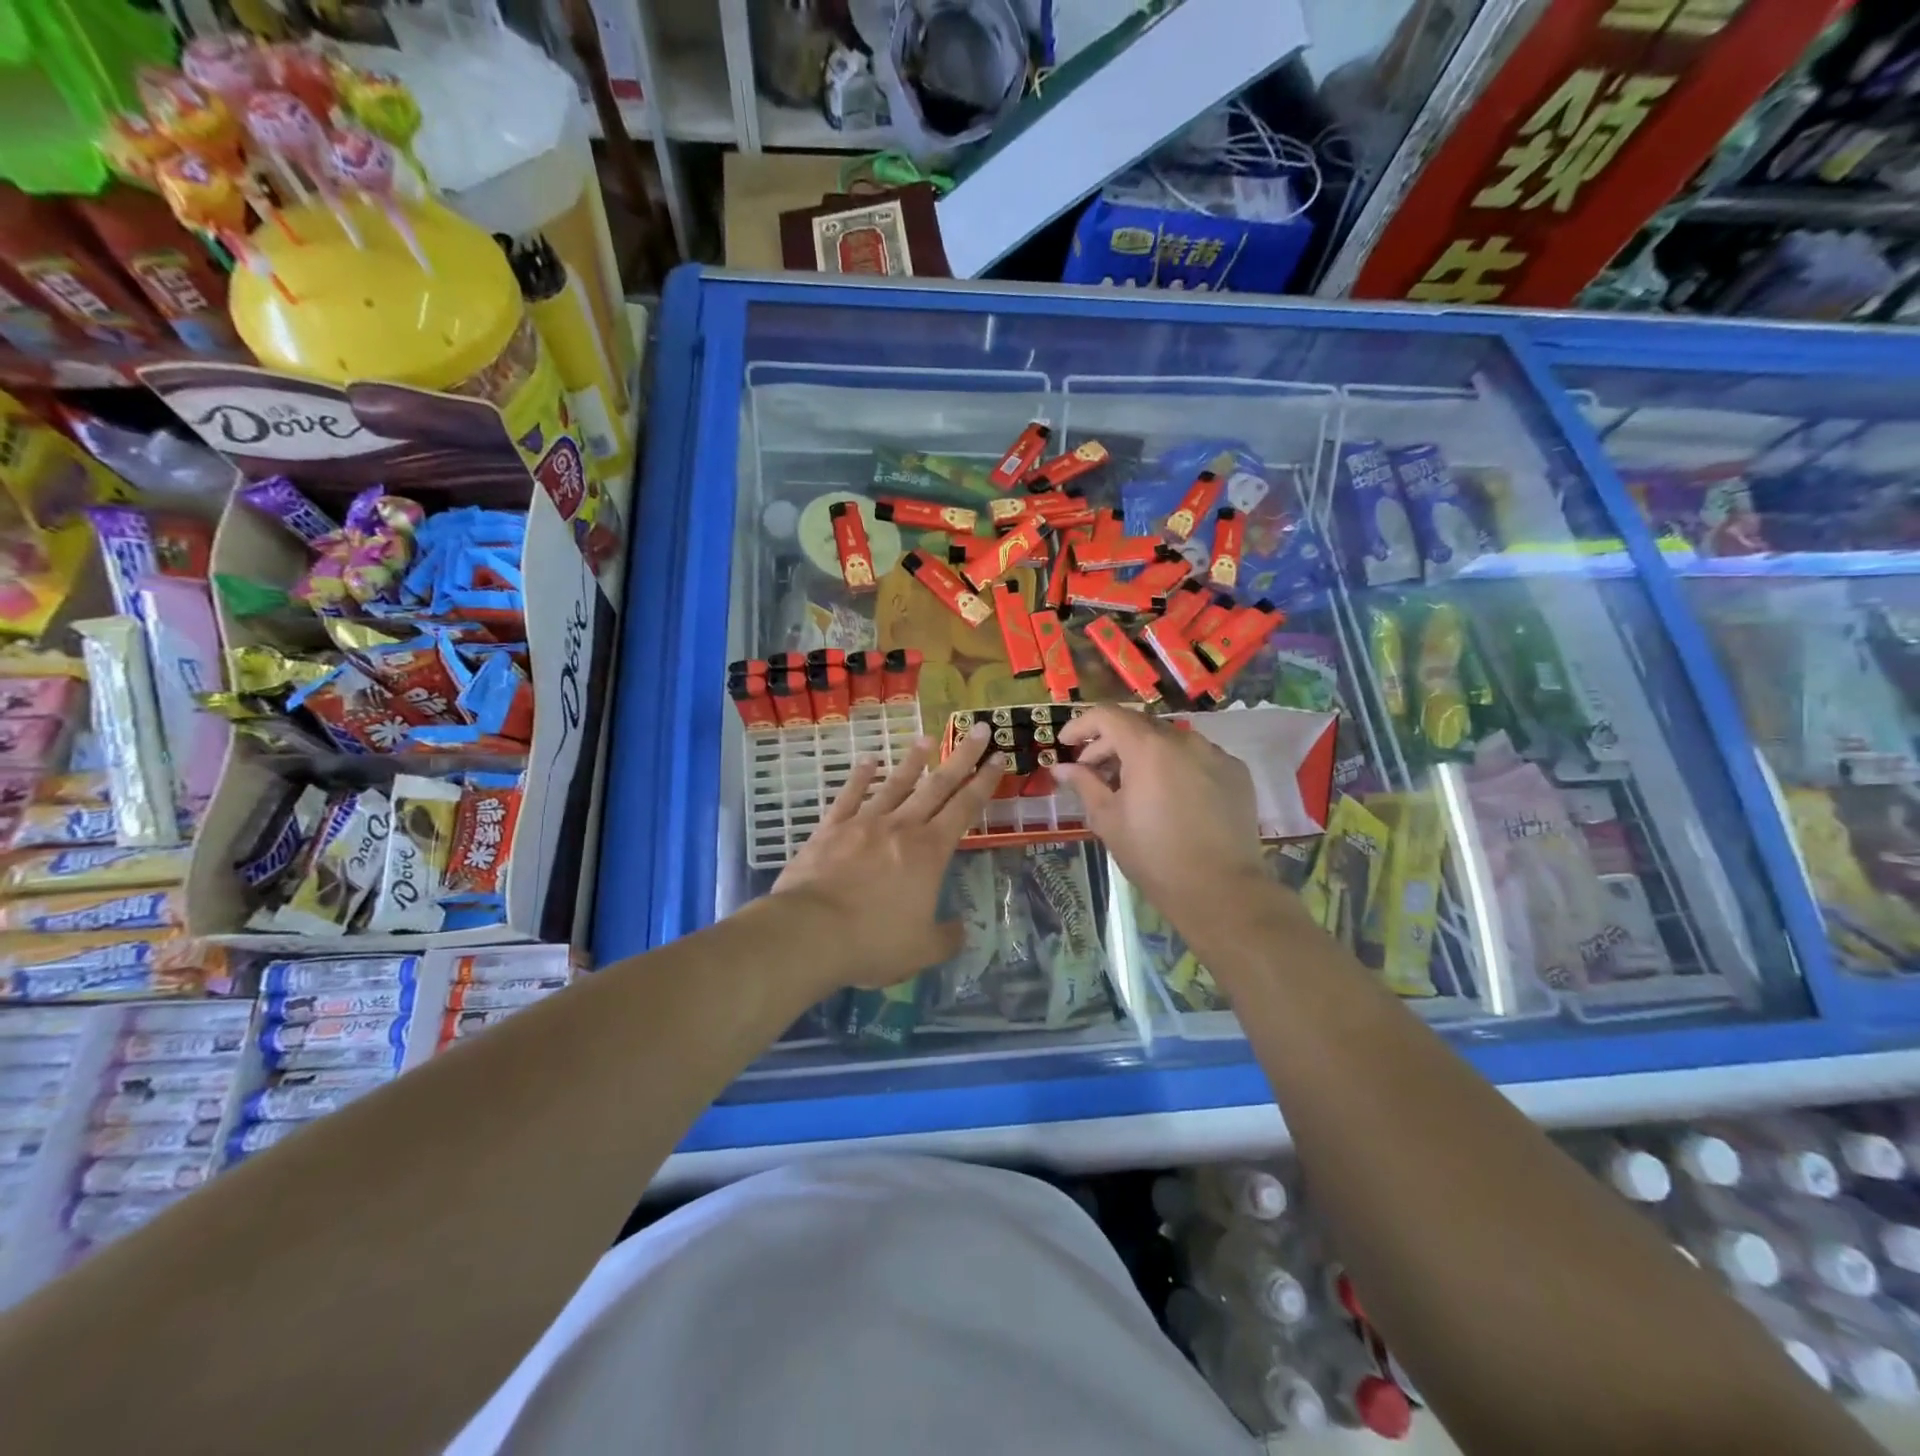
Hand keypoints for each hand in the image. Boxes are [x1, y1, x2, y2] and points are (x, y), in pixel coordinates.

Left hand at [771, 724, 1002, 989]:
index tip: (998, 758)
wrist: (810, 932)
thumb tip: (961, 929)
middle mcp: (901, 828)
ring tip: (927, 739)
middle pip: (937, 785)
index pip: (965, 809)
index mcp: (930, 852)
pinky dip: (860, 777)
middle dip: (961, 757)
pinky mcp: (830, 828)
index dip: (984, 783)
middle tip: (978, 729)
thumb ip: (947, 937)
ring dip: (913, 761)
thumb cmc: (873, 941)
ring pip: (895, 784)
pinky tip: (868, 760)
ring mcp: (864, 823)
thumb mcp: (922, 950)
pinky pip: (849, 796)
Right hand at [1053, 706, 1267, 917]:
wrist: (1220, 890)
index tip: (1066, 743)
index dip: (1081, 725)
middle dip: (1110, 743)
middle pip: (1138, 726)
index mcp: (1148, 747)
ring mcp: (1215, 754)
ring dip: (1144, 754)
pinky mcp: (1236, 773)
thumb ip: (1084, 785)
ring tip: (1132, 785)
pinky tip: (1169, 796)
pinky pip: (1197, 757)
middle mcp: (1184, 740)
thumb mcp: (1108, 820)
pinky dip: (1175, 766)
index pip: (1107, 715)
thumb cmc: (1153, 855)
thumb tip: (1062, 768)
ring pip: (1170, 740)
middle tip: (1093, 771)